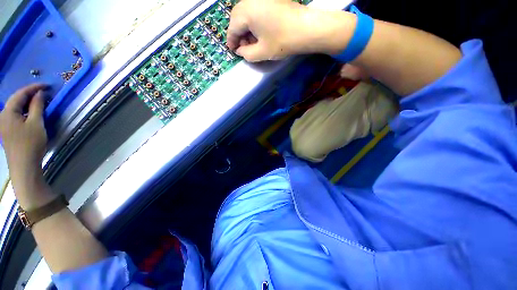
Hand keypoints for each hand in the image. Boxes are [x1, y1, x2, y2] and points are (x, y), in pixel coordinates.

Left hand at [0, 84, 47, 182]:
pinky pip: (15, 115)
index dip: (33, 87)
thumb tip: (40, 93)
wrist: (24, 166)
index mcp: (8, 112)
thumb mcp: (36, 124)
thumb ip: (37, 106)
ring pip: (15, 108)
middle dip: (29, 94)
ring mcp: (4, 124)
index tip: (47, 85)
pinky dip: (24, 111)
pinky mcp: (7, 131)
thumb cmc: (30, 144)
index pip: (20, 94)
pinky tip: (31, 113)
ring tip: (38, 101)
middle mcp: (3, 115)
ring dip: (27, 103)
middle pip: (16, 100)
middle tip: (43, 92)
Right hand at [227, 0, 355, 61]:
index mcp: (245, 12)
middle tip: (244, 47)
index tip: (233, 51)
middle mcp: (250, 0)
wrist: (306, 28)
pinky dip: (254, 22)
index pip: (232, 28)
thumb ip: (246, 54)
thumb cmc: (282, 41)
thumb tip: (240, 51)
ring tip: (252, 42)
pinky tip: (259, 32)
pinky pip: (255, 9)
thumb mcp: (261, 52)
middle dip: (238, 34)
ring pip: (246, 13)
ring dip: (246, 28)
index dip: (232, 42)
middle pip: (237, 18)